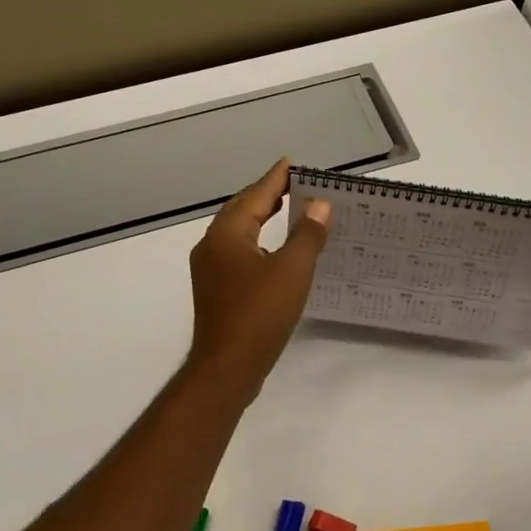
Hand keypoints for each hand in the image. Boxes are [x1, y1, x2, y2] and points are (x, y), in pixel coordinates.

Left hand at [187, 160, 331, 395]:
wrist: (227, 367)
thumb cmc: (259, 314)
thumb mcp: (292, 270)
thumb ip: (307, 234)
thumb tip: (320, 205)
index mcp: (228, 234)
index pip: (255, 195)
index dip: (276, 178)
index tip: (292, 163)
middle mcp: (212, 246)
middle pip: (242, 210)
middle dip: (266, 194)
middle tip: (293, 183)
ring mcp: (210, 270)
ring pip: (238, 232)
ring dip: (261, 217)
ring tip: (286, 209)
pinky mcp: (216, 291)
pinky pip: (238, 252)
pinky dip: (257, 241)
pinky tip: (274, 251)